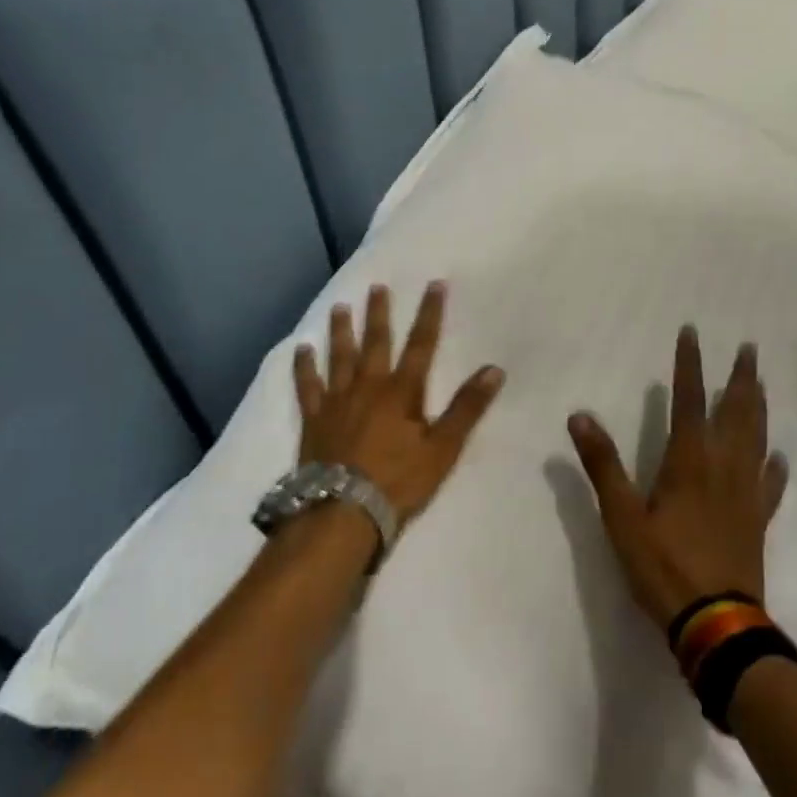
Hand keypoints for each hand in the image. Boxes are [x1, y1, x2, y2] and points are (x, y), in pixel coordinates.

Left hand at [293, 282, 504, 527]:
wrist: (342, 512)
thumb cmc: (397, 481)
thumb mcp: (442, 448)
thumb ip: (467, 408)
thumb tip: (495, 370)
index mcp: (402, 392)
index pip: (421, 344)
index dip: (430, 313)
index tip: (434, 285)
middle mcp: (368, 386)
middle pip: (375, 342)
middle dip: (379, 313)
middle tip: (377, 286)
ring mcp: (337, 401)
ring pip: (339, 356)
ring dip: (341, 331)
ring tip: (339, 306)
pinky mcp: (314, 419)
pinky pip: (307, 386)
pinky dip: (304, 366)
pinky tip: (301, 349)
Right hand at [568, 327, 788, 629]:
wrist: (716, 622)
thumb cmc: (663, 566)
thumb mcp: (621, 516)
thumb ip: (602, 464)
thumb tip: (580, 416)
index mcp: (689, 460)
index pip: (689, 399)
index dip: (689, 364)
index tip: (692, 333)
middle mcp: (722, 466)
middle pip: (735, 411)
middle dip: (740, 377)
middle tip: (749, 348)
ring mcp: (745, 493)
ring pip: (756, 438)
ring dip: (758, 407)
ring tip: (760, 383)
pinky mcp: (758, 520)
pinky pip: (770, 485)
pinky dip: (774, 466)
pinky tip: (778, 456)